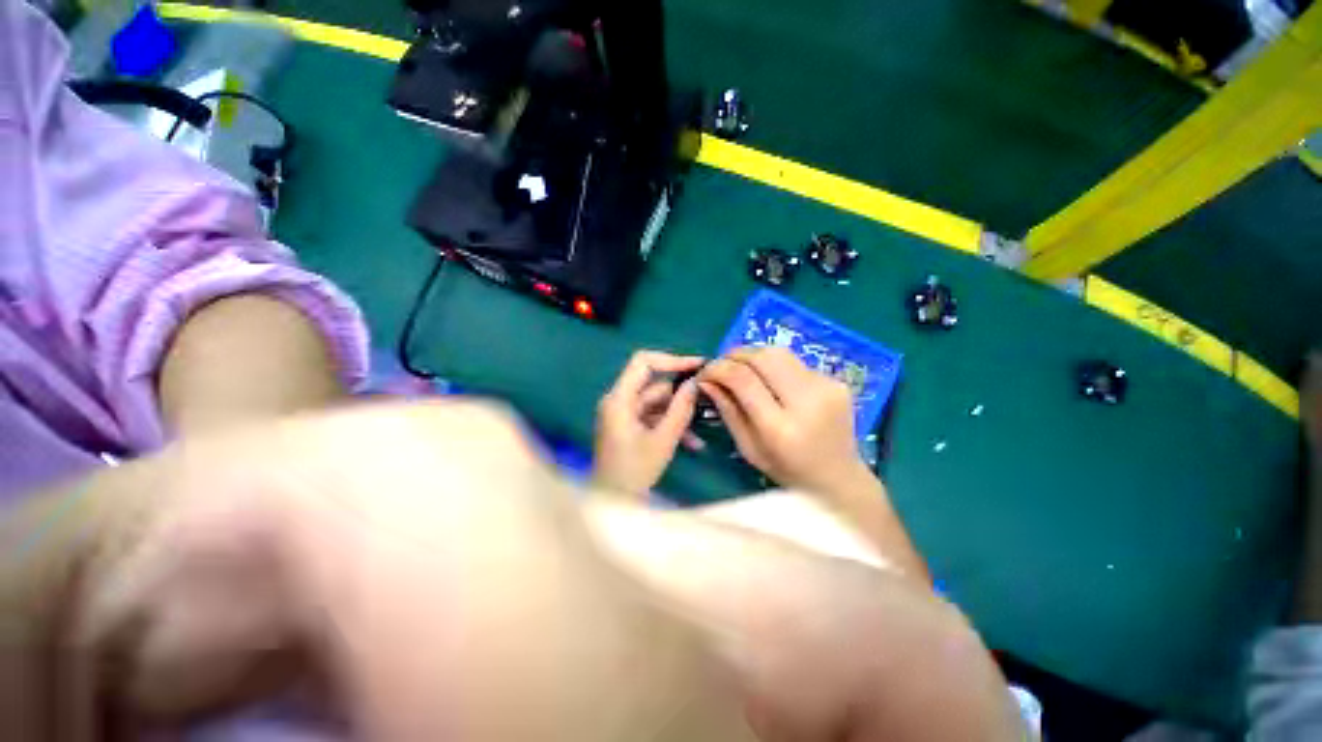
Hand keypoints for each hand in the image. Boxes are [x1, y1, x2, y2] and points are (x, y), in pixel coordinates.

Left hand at [593, 351, 704, 494]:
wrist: (612, 504)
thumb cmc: (634, 473)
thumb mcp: (663, 440)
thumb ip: (681, 409)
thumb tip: (695, 383)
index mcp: (619, 399)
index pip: (643, 362)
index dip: (671, 359)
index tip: (697, 366)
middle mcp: (619, 401)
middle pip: (654, 385)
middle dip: (681, 393)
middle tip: (709, 396)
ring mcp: (624, 414)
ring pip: (657, 403)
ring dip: (680, 414)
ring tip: (706, 425)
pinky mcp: (630, 426)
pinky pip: (654, 417)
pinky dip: (671, 425)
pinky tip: (693, 443)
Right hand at [699, 346, 870, 496]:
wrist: (839, 477)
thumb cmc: (786, 470)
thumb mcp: (748, 447)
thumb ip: (727, 410)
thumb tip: (706, 380)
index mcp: (780, 427)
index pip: (743, 379)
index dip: (718, 368)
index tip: (705, 372)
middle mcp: (807, 401)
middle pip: (763, 356)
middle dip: (735, 355)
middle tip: (722, 365)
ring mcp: (826, 387)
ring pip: (780, 353)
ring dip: (754, 356)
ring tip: (743, 369)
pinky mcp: (836, 381)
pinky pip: (795, 362)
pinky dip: (775, 367)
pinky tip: (773, 383)